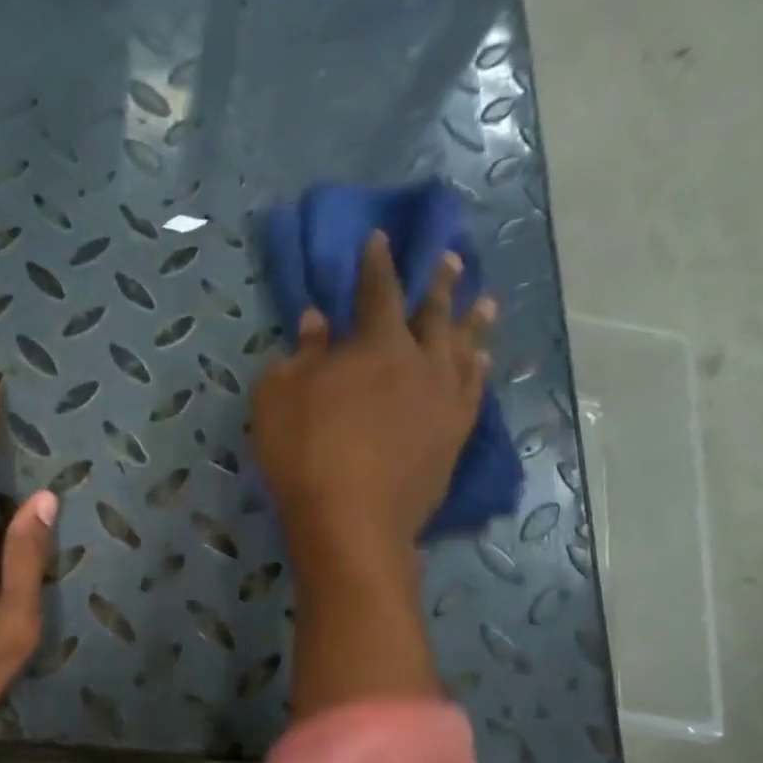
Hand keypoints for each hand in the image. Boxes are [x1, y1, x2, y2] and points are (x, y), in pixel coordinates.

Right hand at [254, 233, 494, 563]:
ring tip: (483, 303)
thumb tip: (317, 321)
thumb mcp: (279, 399)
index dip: (377, 264)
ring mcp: (444, 400)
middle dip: (439, 283)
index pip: (378, 291)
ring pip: (465, 349)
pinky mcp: (455, 436)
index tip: (381, 240)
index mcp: (376, 345)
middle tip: (451, 258)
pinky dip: (478, 372)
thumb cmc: (305, 455)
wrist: (353, 522)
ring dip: (471, 323)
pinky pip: (473, 393)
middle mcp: (421, 362)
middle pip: (434, 313)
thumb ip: (301, 355)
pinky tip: (480, 363)